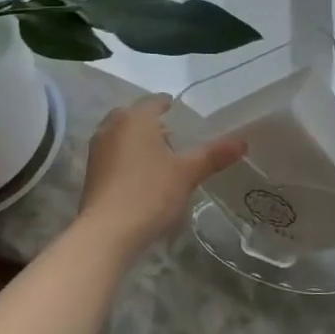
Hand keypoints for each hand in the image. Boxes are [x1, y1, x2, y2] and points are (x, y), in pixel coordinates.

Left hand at [77, 94, 245, 256]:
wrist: (107, 232)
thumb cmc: (150, 192)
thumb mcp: (188, 173)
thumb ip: (214, 154)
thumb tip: (243, 141)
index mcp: (135, 118)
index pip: (154, 101)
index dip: (169, 105)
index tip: (182, 113)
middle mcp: (112, 126)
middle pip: (134, 116)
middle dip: (152, 123)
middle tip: (174, 138)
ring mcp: (97, 150)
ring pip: (121, 135)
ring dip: (138, 140)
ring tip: (160, 158)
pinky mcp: (91, 172)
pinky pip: (113, 154)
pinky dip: (127, 157)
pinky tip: (142, 177)